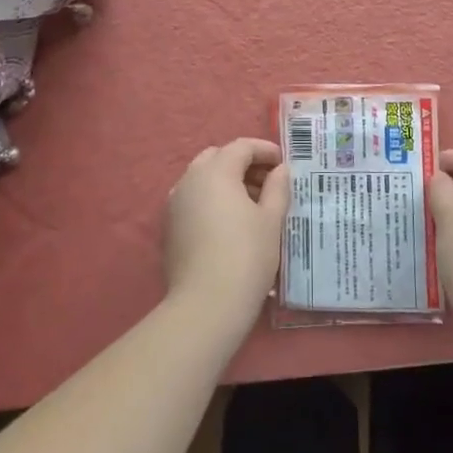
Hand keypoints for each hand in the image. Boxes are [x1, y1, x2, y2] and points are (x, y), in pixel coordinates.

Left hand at [165, 138, 287, 323]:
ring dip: (226, 181)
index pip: (241, 147)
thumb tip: (280, 170)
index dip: (264, 150)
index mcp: (216, 171)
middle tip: (267, 182)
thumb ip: (277, 188)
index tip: (283, 162)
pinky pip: (193, 200)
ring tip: (252, 204)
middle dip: (242, 163)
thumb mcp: (271, 220)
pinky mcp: (169, 227)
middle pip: (218, 158)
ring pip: (202, 179)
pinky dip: (211, 200)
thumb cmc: (246, 256)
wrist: (206, 305)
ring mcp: (175, 203)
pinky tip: (230, 222)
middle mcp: (190, 180)